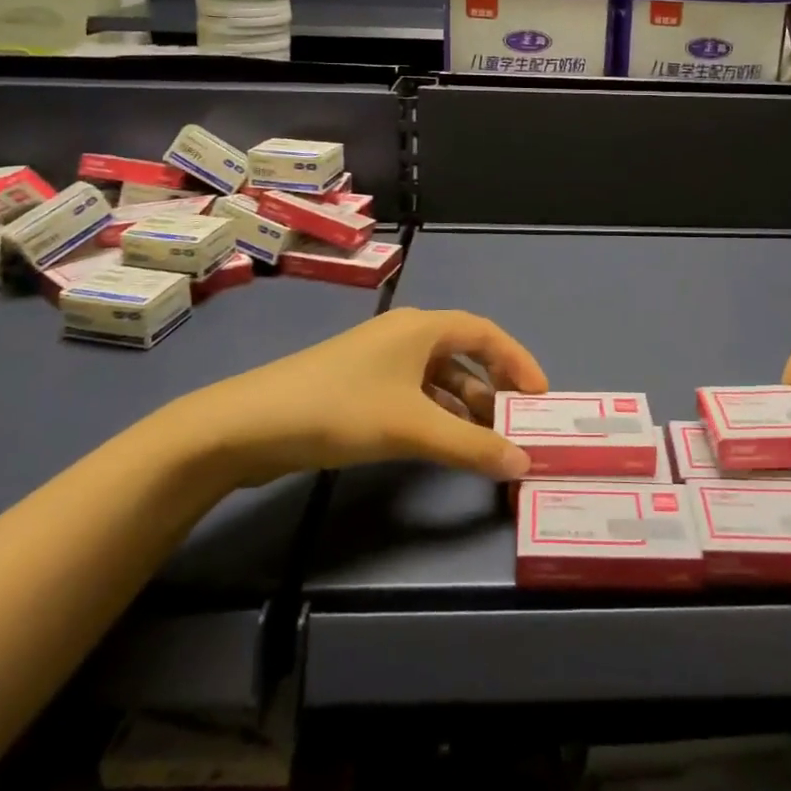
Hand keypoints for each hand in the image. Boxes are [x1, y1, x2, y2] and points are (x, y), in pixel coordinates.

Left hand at [166, 308, 546, 483]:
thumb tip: (523, 463)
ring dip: (466, 407)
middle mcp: (405, 336)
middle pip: (464, 355)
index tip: (541, 398)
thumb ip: (471, 446)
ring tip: (490, 443)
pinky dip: (438, 416)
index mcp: (422, 327)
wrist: (249, 424)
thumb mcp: (411, 428)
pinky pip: (415, 396)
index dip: (518, 362)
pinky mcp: (361, 387)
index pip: (486, 333)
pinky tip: (446, 445)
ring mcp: (380, 362)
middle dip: (494, 389)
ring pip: (439, 379)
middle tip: (518, 427)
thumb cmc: (340, 408)